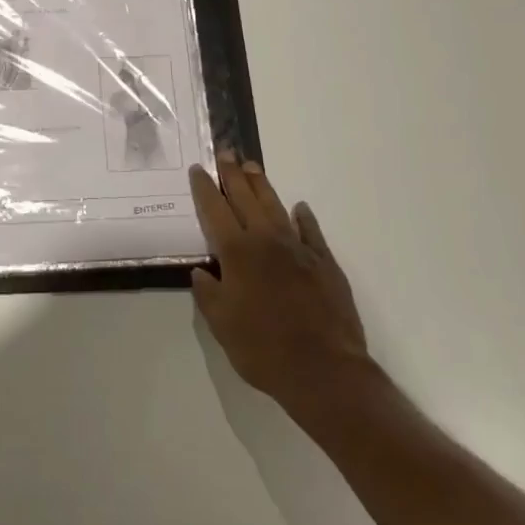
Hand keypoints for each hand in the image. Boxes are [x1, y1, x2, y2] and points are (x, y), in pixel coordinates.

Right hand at [189, 158, 373, 412]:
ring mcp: (298, 249)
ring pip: (276, 207)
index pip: (215, 209)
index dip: (204, 188)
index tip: (199, 169)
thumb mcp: (221, 325)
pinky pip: (311, 232)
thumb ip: (207, 293)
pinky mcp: (325, 263)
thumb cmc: (264, 349)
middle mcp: (266, 240)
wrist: (325, 372)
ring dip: (262, 186)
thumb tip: (202, 271)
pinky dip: (303, 218)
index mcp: (237, 252)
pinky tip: (299, 209)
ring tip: (252, 167)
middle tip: (225, 152)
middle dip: (232, 174)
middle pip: (245, 198)